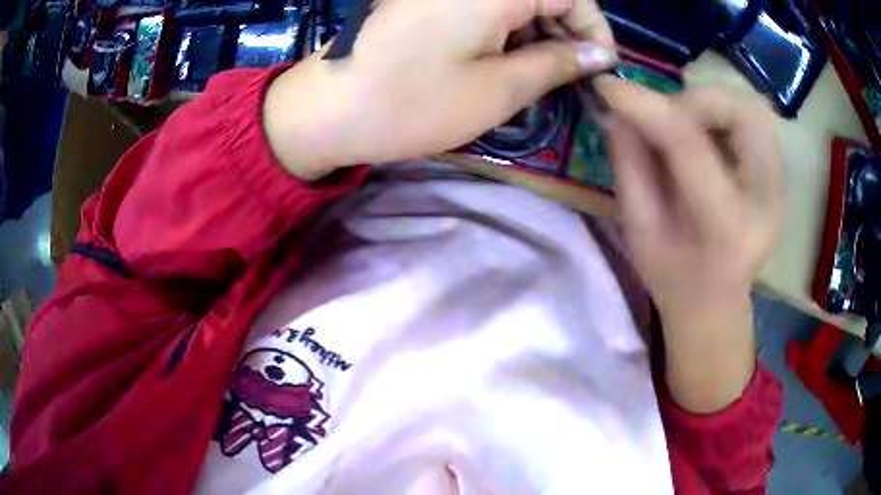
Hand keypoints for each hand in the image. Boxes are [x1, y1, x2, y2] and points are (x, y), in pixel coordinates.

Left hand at [264, 0, 616, 178]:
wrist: (325, 110)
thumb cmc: (413, 102)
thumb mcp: (499, 89)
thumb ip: (557, 64)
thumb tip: (598, 55)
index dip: (594, 28)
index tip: (600, 67)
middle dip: (565, 31)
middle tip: (568, 76)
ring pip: (513, 1)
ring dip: (534, 32)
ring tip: (534, 75)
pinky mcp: (424, 1)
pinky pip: (481, 6)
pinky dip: (503, 29)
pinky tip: (500, 60)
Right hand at [598, 78, 783, 411]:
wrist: (716, 302)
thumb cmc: (674, 277)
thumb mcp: (639, 230)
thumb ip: (629, 165)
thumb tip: (620, 111)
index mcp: (726, 227)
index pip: (690, 145)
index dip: (646, 106)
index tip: (608, 87)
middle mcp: (766, 200)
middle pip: (741, 113)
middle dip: (691, 100)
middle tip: (660, 115)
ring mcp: (780, 186)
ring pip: (752, 109)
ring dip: (710, 104)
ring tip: (683, 124)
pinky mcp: (780, 175)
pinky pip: (755, 121)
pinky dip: (724, 114)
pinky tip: (706, 135)